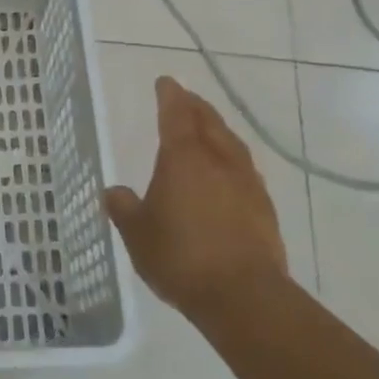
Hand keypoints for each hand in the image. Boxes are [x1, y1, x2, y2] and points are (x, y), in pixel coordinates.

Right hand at [103, 76, 288, 324]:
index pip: (175, 114)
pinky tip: (227, 172)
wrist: (245, 297)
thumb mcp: (138, 234)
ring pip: (231, 143)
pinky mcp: (264, 208)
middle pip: (208, 121)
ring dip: (217, 130)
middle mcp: (218, 160)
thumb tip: (114, 192)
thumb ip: (124, 209)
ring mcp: (246, 183)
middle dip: (195, 106)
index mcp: (184, 157)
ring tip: (208, 128)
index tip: (165, 82)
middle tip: (185, 99)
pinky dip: (231, 159)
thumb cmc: (182, 257)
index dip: (169, 95)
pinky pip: (244, 169)